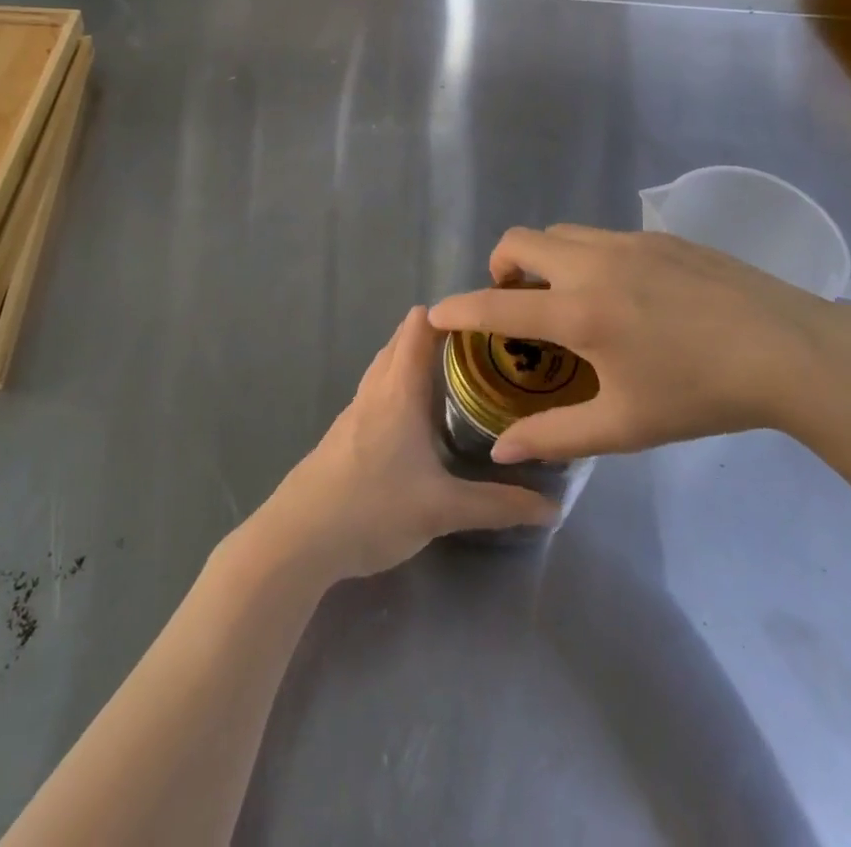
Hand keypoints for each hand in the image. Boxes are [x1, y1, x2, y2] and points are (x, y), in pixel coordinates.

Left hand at [248, 307, 557, 582]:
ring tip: (455, 377)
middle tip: (481, 349)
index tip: (485, 319)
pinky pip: (377, 392)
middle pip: (402, 341)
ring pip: (387, 366)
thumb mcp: (443, 509)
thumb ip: (498, 506)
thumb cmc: (372, 508)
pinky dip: (399, 386)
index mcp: (398, 390)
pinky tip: (417, 419)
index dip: (448, 313)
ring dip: (415, 360)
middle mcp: (375, 389)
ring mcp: (354, 411)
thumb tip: (552, 506)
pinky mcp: (344, 434)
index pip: (419, 326)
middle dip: (438, 335)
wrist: (298, 538)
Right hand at [428, 225, 850, 462]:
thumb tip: (501, 451)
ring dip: (542, 258)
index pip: (496, 306)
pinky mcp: (658, 237)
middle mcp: (592, 264)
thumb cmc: (700, 393)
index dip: (458, 309)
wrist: (786, 349)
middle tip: (513, 302)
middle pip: (520, 241)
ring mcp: (627, 242)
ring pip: (560, 233)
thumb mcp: (624, 426)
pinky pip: (599, 236)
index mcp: (578, 312)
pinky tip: (619, 293)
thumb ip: (555, 436)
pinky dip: (582, 255)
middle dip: (499, 266)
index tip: (434, 314)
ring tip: (563, 296)